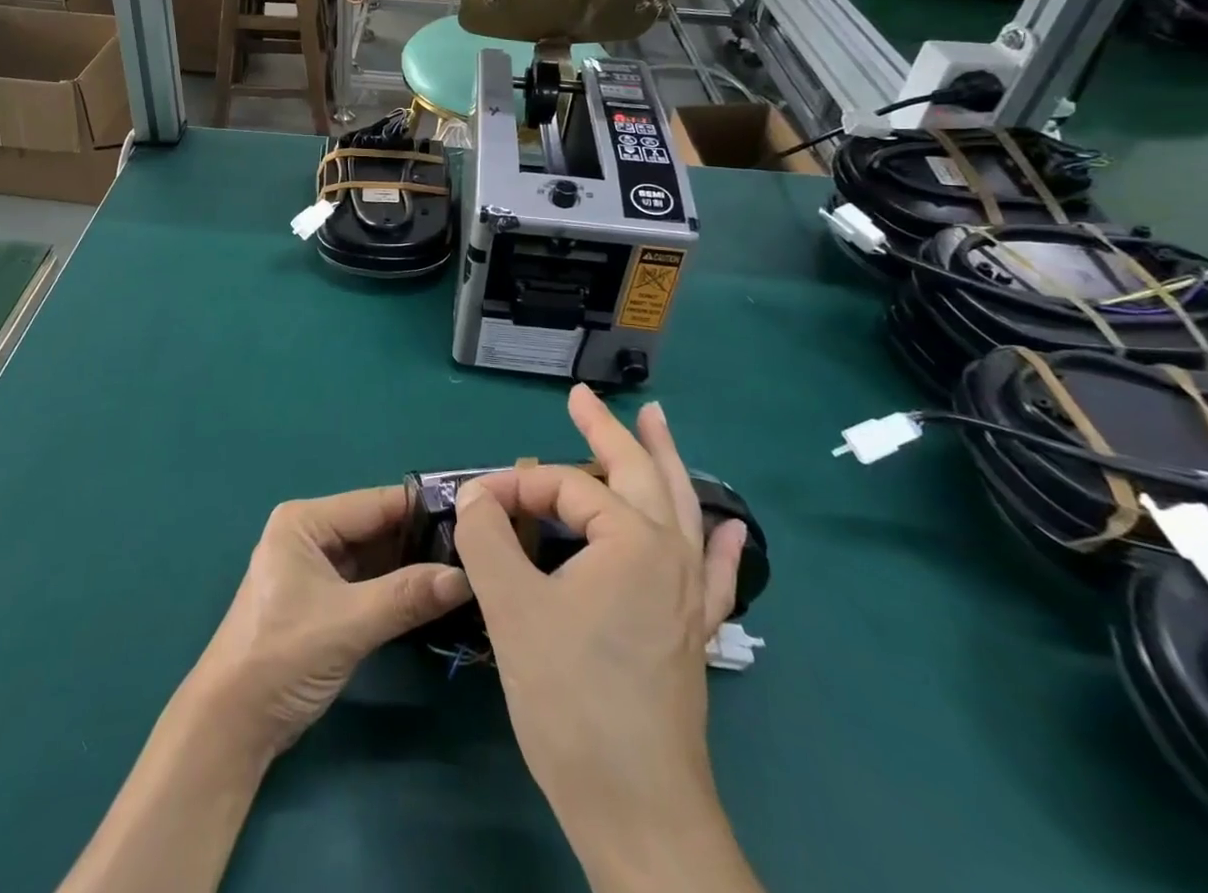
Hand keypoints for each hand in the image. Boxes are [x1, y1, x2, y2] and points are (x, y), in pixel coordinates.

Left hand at [186, 486, 472, 756]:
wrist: (231, 725)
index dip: (424, 509)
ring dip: (414, 567)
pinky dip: (399, 589)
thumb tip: (466, 577)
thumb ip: (406, 596)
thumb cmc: (281, 656)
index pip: (375, 504)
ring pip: (377, 557)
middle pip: (377, 528)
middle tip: (479, 549)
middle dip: (423, 540)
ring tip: (470, 569)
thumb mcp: (348, 623)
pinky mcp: (324, 601)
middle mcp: (312, 534)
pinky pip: (370, 583)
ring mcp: (317, 568)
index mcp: (305, 521)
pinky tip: (437, 595)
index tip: (474, 514)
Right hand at [453, 386, 759, 892]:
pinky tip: (730, 528)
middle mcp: (671, 554)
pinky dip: (721, 543)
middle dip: (607, 430)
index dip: (517, 487)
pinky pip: (715, 573)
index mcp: (633, 539)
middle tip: (583, 397)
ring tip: (658, 422)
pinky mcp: (693, 632)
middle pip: (639, 472)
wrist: (637, 810)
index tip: (477, 507)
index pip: (566, 486)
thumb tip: (477, 495)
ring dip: (666, 461)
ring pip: (681, 508)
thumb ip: (488, 537)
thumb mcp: (512, 607)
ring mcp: (690, 595)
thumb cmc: (571, 699)